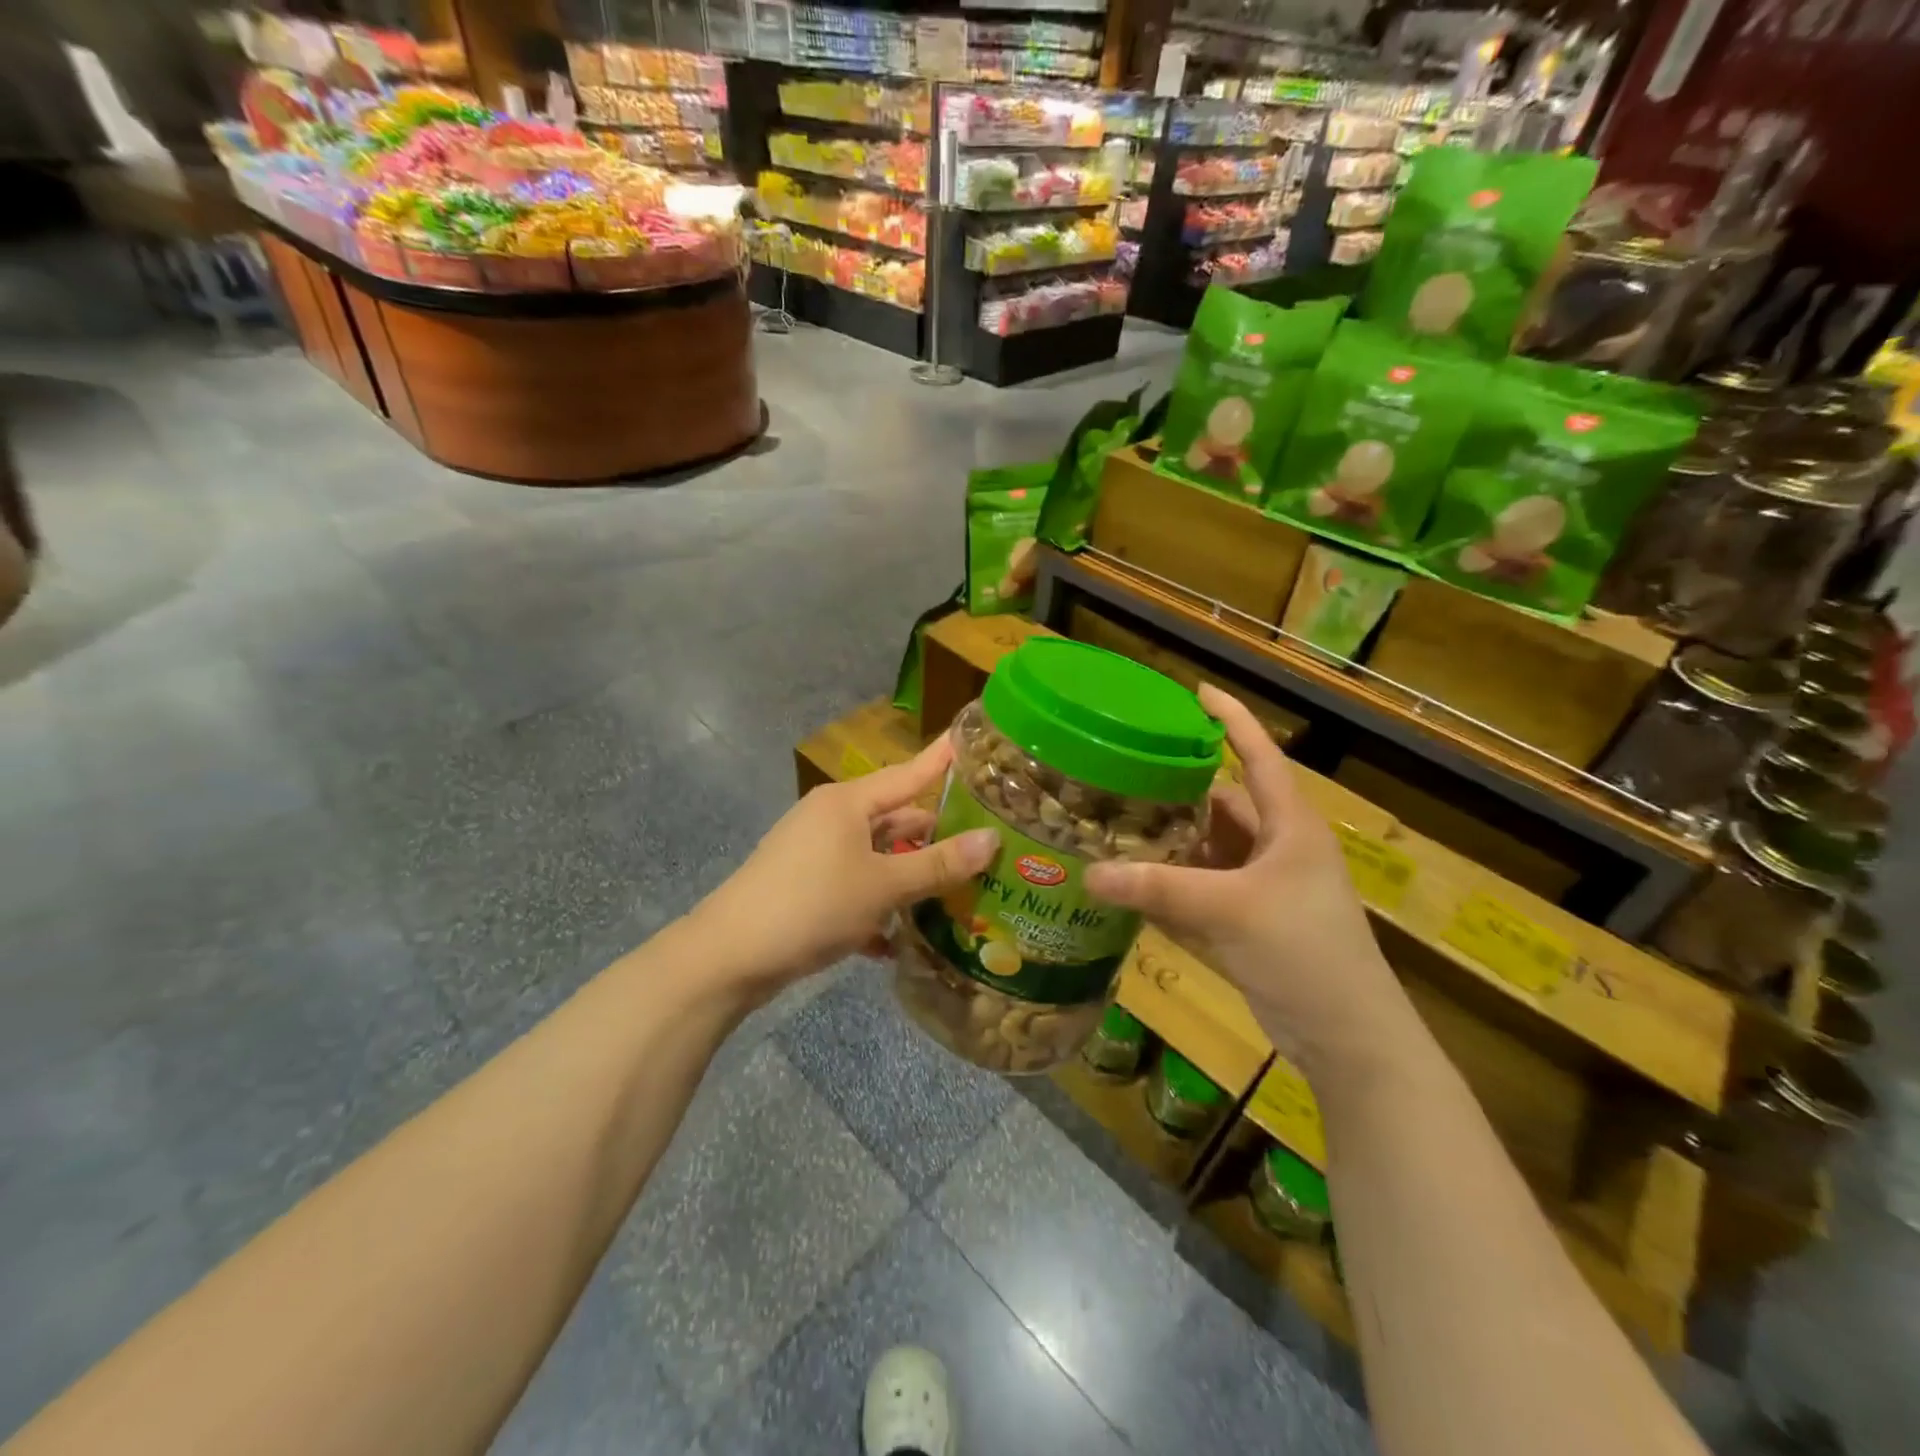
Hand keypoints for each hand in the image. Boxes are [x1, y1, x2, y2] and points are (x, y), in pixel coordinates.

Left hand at [691, 739, 997, 999]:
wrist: (729, 956)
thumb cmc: (812, 905)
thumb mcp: (883, 886)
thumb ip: (938, 865)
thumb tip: (992, 839)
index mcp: (848, 802)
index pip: (909, 773)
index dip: (942, 759)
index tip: (972, 741)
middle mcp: (831, 819)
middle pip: (895, 820)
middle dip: (935, 837)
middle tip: (986, 843)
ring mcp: (814, 853)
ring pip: (876, 858)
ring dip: (908, 879)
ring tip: (956, 896)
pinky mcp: (804, 887)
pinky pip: (853, 888)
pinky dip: (875, 909)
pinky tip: (897, 943)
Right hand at [1084, 685, 1411, 1077]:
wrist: (1348, 1038)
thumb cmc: (1304, 952)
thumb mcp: (1230, 910)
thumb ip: (1159, 889)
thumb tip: (1088, 874)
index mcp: (1290, 826)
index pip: (1259, 755)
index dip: (1231, 720)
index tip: (1195, 691)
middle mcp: (1277, 848)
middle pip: (1222, 804)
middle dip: (1177, 789)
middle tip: (1123, 771)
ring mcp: (1263, 888)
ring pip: (1208, 849)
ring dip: (1169, 840)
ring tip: (1115, 822)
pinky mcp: (1248, 922)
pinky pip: (1202, 889)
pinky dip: (1171, 884)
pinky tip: (1131, 881)